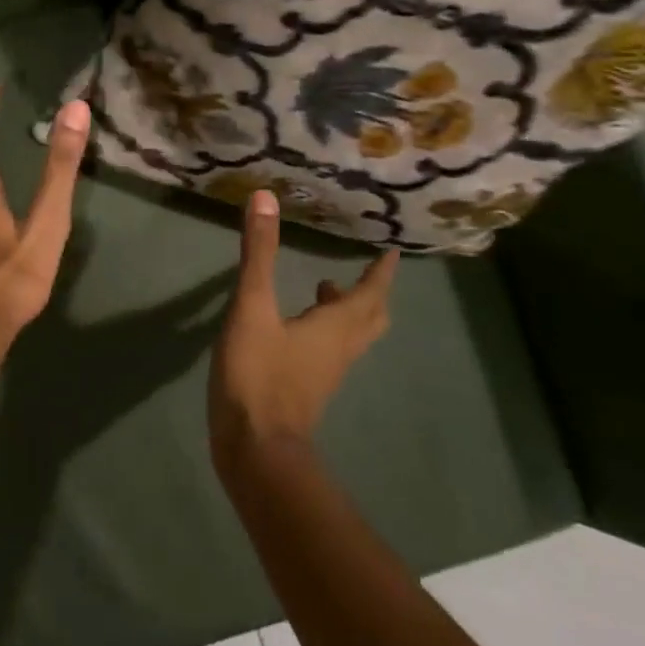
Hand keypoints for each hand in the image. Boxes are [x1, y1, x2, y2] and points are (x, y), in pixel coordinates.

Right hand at [210, 190, 398, 463]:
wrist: (255, 447)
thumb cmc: (258, 373)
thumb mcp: (252, 307)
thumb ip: (258, 254)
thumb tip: (265, 198)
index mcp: (335, 327)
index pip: (370, 293)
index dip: (381, 271)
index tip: (392, 251)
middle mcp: (340, 349)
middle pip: (370, 318)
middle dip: (370, 292)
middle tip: (364, 269)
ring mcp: (325, 373)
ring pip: (351, 337)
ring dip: (346, 311)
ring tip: (324, 288)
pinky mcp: (306, 389)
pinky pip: (329, 351)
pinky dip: (324, 330)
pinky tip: (295, 326)